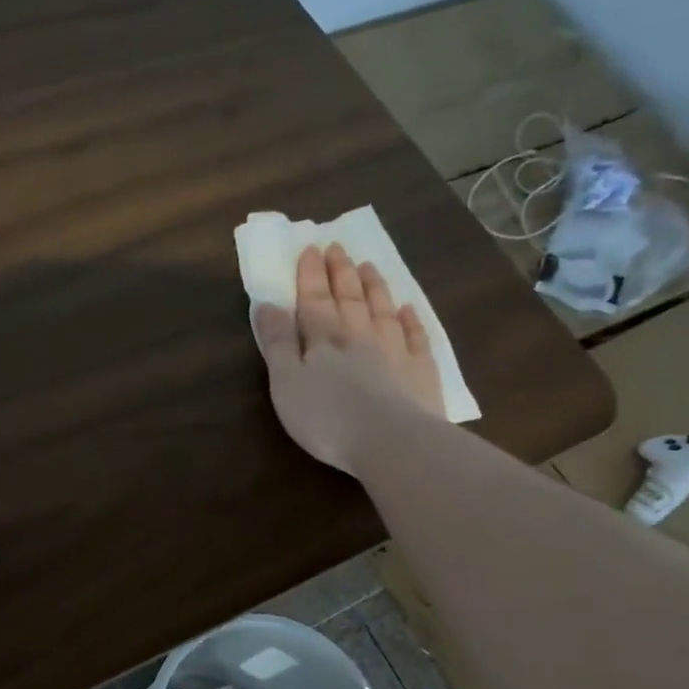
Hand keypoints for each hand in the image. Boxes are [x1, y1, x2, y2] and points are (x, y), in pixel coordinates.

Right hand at [252, 243, 445, 473]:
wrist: (391, 441)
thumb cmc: (326, 416)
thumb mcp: (286, 382)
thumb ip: (277, 343)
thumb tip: (268, 305)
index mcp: (324, 338)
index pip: (314, 300)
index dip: (310, 275)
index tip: (310, 248)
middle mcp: (360, 335)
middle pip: (349, 298)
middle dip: (340, 272)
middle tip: (337, 247)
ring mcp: (395, 350)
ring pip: (382, 309)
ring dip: (374, 287)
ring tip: (368, 266)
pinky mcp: (421, 371)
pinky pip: (415, 336)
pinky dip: (411, 319)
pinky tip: (408, 309)